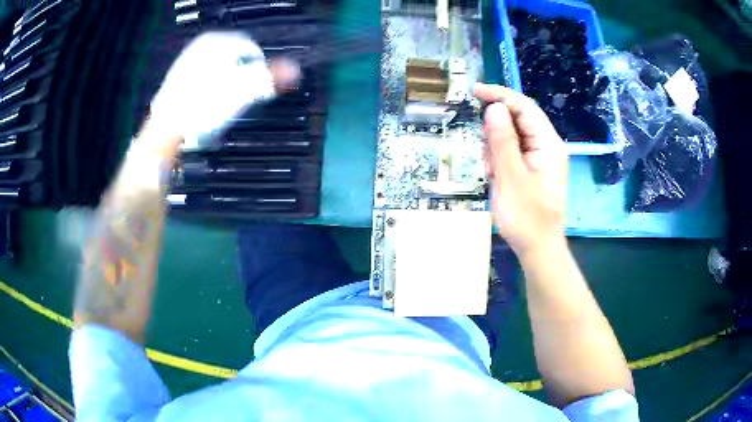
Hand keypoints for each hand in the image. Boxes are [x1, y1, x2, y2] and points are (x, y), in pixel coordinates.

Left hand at [148, 32, 299, 152]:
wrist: (164, 135)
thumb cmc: (202, 109)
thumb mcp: (241, 91)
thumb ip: (270, 78)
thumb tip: (296, 71)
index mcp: (215, 43)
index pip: (251, 49)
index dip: (261, 69)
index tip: (261, 89)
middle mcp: (199, 50)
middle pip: (234, 61)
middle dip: (242, 79)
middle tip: (243, 99)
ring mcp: (186, 67)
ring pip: (219, 74)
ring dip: (227, 88)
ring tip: (225, 107)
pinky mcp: (177, 86)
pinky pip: (204, 85)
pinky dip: (211, 95)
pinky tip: (209, 110)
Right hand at [474, 84, 568, 256]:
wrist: (538, 249)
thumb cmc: (526, 217)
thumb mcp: (510, 177)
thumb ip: (502, 140)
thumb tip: (494, 108)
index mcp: (548, 144)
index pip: (524, 107)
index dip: (500, 95)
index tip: (475, 91)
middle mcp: (548, 146)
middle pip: (519, 120)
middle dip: (496, 131)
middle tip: (486, 156)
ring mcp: (542, 158)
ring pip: (513, 136)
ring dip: (496, 148)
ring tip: (492, 172)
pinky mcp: (535, 169)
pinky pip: (514, 152)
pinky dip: (501, 159)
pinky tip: (497, 177)